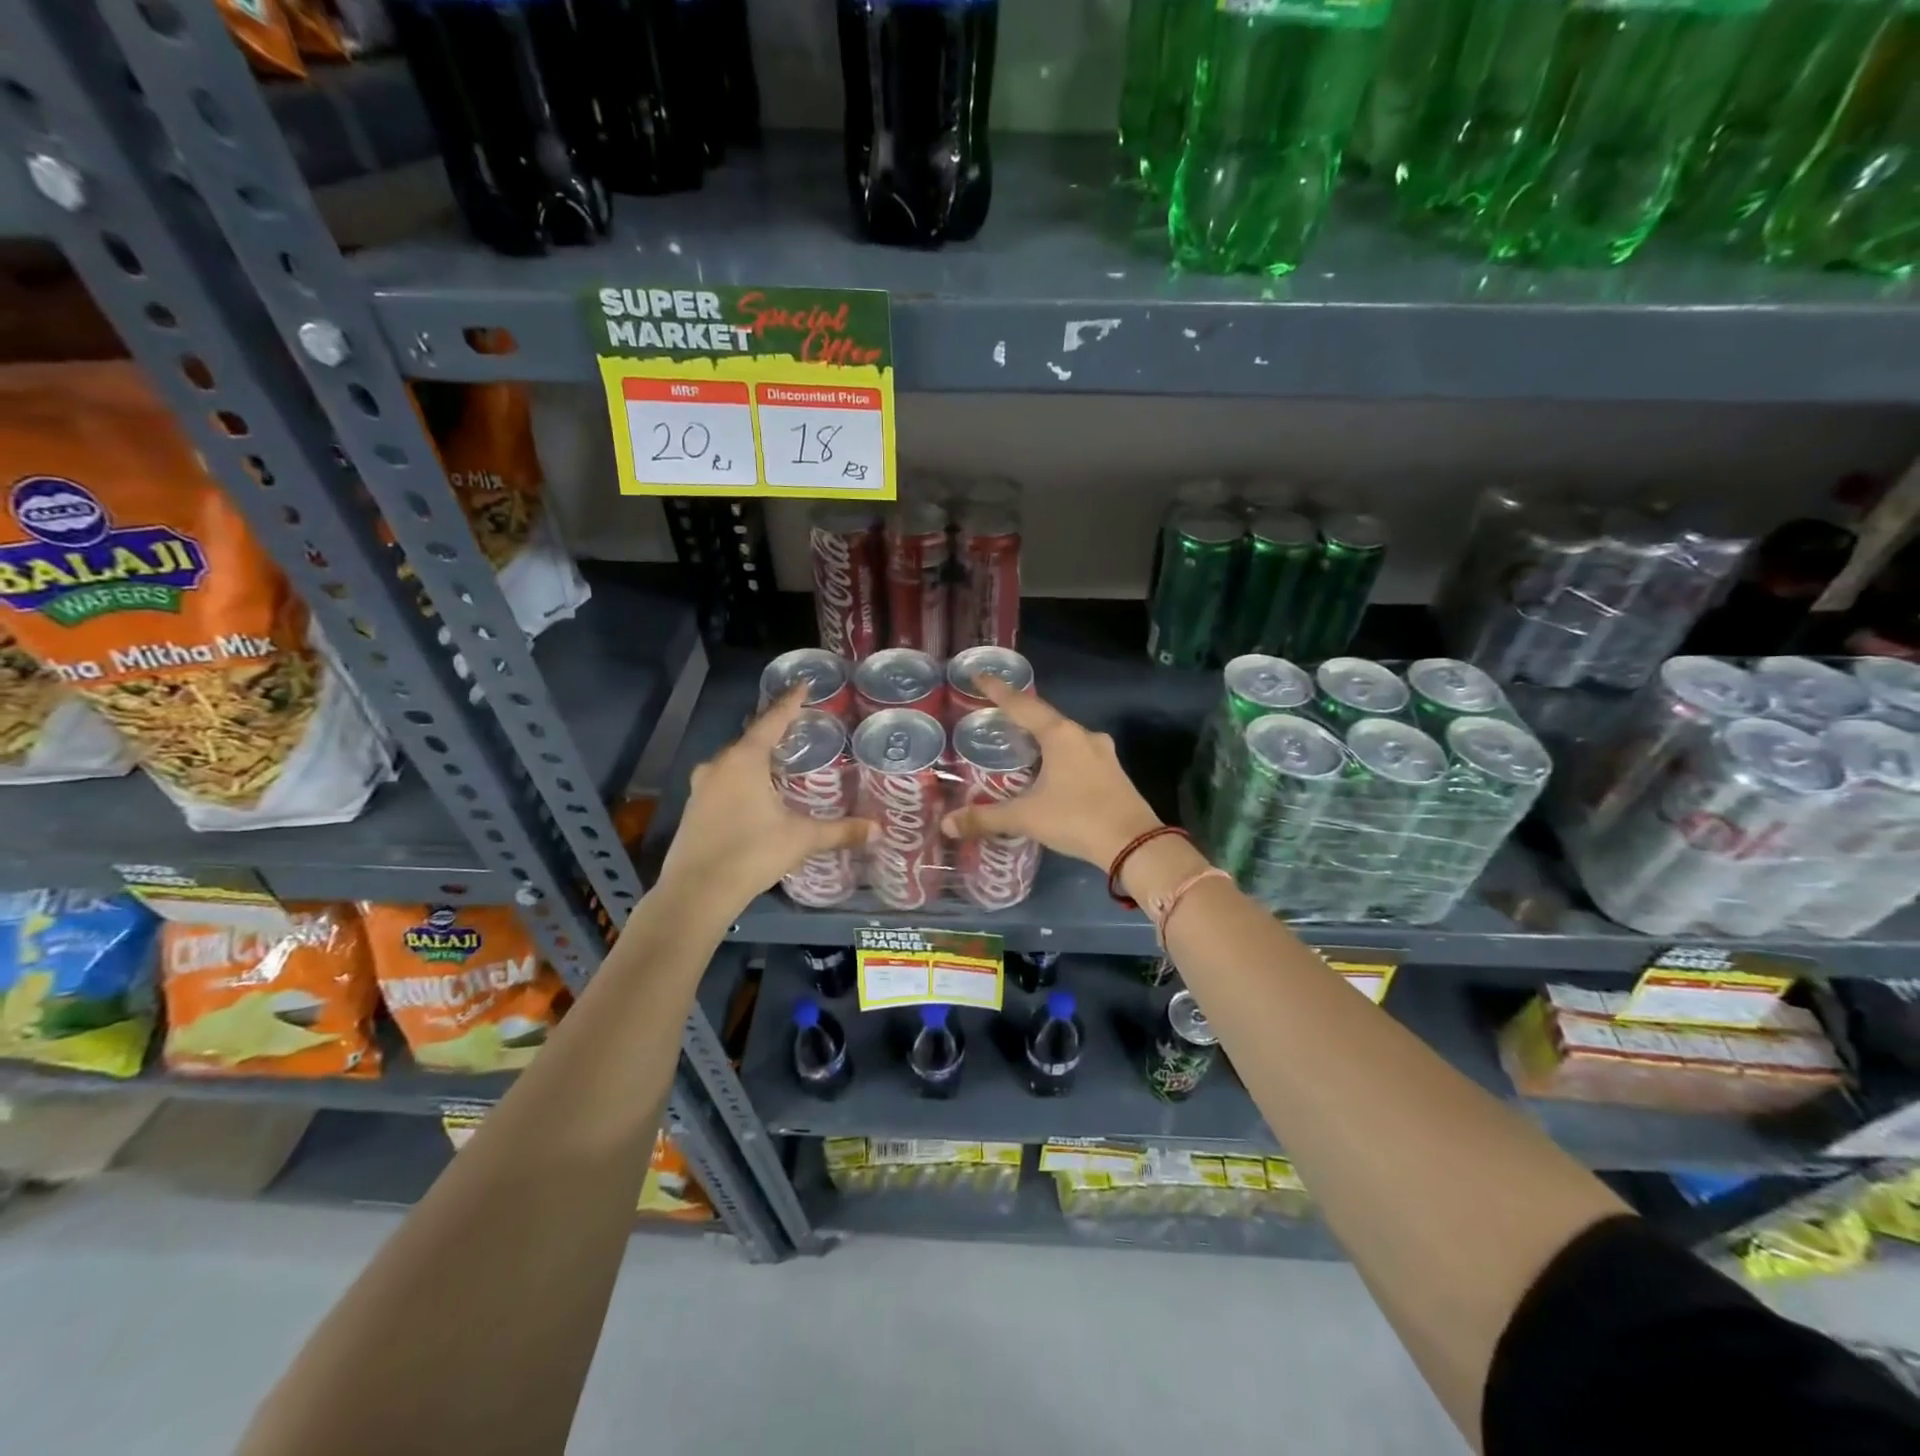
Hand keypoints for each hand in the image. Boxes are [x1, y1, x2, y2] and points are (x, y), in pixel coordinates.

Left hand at [657, 686, 869, 915]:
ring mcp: (701, 786)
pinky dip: (742, 778)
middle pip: (750, 737)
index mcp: (745, 760)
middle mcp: (719, 765)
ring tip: (780, 760)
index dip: (790, 701)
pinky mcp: (693, 807)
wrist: (696, 892)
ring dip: (756, 757)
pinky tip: (756, 793)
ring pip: (734, 760)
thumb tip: (878, 830)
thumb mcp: (801, 839)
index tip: (803, 684)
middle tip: (798, 727)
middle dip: (773, 730)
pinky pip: (723, 780)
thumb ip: (840, 831)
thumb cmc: (751, 853)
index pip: (772, 720)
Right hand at [940, 676, 1160, 870]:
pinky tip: (1049, 770)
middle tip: (996, 715)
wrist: (1134, 845)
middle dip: (1020, 715)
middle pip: (1045, 717)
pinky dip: (1058, 755)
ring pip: (1064, 736)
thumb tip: (946, 824)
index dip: (998, 691)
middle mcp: (1083, 735)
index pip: (1022, 705)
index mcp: (1060, 735)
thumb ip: (986, 818)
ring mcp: (1102, 752)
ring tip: (1020, 744)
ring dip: (1042, 737)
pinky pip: (1078, 753)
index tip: (980, 676)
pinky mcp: (1112, 771)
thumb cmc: (1076, 819)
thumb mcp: (1026, 818)